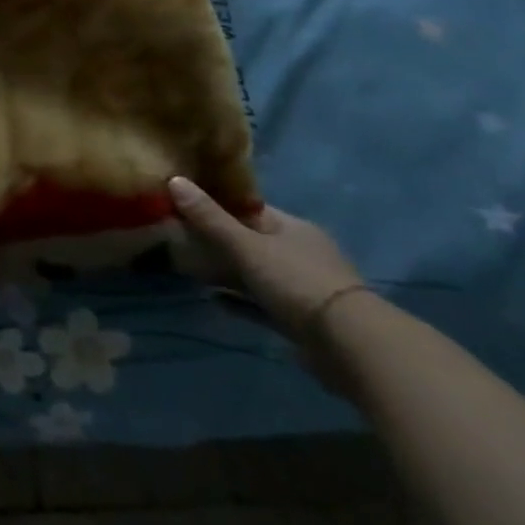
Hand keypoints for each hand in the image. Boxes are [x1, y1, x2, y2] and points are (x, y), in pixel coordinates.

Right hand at [168, 177, 365, 343]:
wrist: (350, 345)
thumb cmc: (296, 281)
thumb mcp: (246, 246)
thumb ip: (209, 218)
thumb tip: (173, 179)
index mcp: (293, 228)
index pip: (249, 208)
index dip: (216, 203)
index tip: (183, 203)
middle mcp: (300, 253)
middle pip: (250, 239)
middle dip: (216, 239)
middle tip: (178, 236)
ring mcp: (303, 287)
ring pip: (254, 272)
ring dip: (225, 271)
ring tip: (188, 268)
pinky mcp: (300, 318)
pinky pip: (260, 302)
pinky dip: (237, 300)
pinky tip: (212, 299)